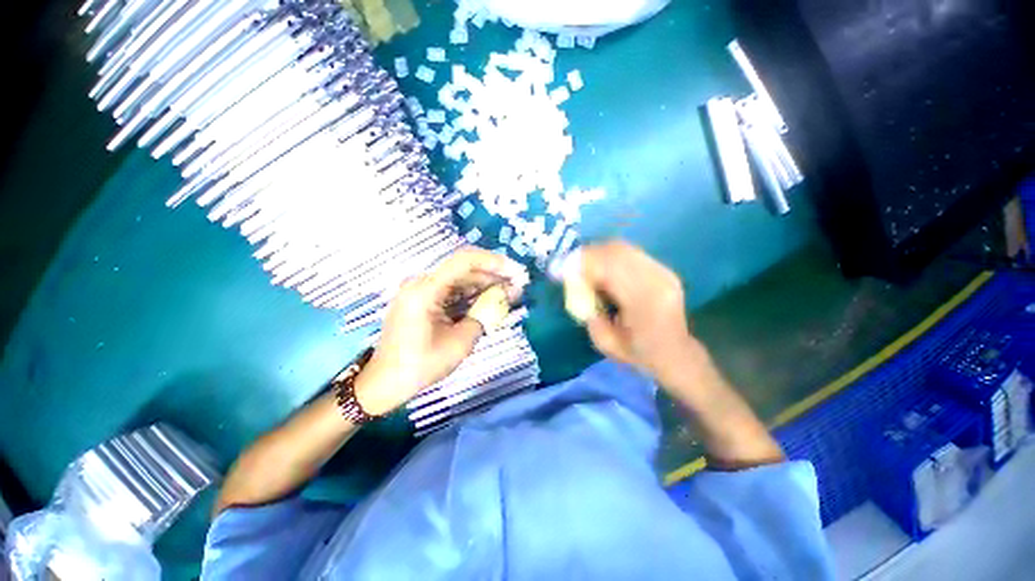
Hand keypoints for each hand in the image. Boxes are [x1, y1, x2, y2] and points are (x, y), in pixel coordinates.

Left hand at [355, 247, 527, 415]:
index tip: (517, 272)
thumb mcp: (460, 343)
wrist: (384, 383)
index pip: (465, 261)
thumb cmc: (420, 366)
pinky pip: (452, 290)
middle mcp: (421, 282)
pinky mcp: (423, 299)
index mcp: (425, 290)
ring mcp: (421, 290)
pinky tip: (491, 298)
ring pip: (460, 279)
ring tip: (511, 292)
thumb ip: (484, 315)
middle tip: (520, 284)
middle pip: (464, 269)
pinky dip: (472, 293)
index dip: (495, 262)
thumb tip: (505, 297)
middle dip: (494, 274)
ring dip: (486, 283)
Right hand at [576, 241, 702, 386]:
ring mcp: (663, 272)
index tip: (559, 270)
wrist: (677, 354)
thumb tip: (575, 285)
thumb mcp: (605, 343)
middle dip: (586, 256)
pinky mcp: (663, 269)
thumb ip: (589, 313)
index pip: (609, 269)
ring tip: (582, 266)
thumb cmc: (639, 355)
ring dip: (597, 253)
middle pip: (616, 252)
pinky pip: (630, 252)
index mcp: (644, 303)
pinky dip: (609, 256)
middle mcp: (657, 280)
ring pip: (623, 248)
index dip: (581, 265)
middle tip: (567, 266)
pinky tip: (600, 268)